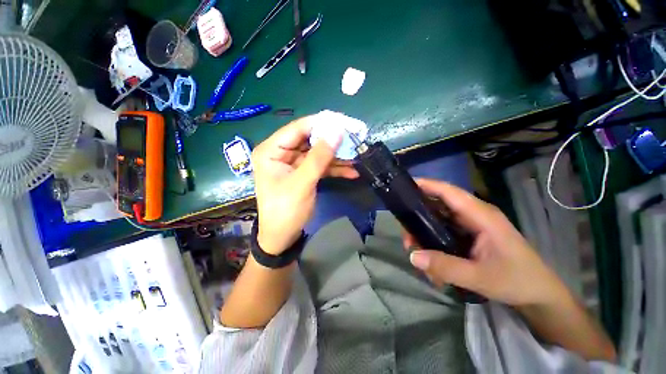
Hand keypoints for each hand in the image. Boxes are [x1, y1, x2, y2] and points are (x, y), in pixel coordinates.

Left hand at [252, 117, 358, 254]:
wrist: (282, 237)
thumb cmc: (286, 211)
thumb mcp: (302, 183)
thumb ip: (319, 157)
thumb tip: (336, 131)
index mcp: (271, 151)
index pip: (297, 128)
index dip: (321, 123)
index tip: (343, 120)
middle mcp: (281, 153)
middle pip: (310, 140)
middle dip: (332, 141)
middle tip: (354, 137)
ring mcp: (294, 163)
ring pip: (318, 153)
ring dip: (337, 156)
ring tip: (357, 155)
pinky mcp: (304, 173)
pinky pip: (320, 166)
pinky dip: (335, 168)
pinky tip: (352, 171)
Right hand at [404, 178, 570, 307]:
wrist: (539, 296)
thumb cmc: (517, 281)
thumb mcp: (481, 278)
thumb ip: (446, 267)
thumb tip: (413, 256)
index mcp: (481, 215)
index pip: (449, 192)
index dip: (427, 185)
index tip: (404, 185)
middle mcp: (474, 215)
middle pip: (439, 205)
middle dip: (418, 216)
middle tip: (406, 234)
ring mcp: (472, 225)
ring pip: (439, 219)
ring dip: (424, 232)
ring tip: (416, 250)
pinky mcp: (470, 235)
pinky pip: (444, 231)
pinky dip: (433, 240)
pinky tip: (430, 258)